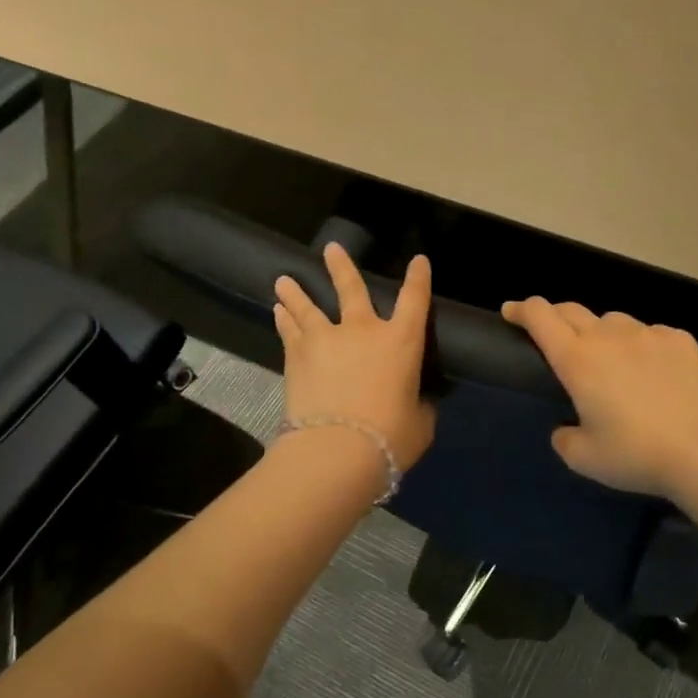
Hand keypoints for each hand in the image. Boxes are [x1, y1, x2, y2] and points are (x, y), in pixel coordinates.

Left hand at [273, 245, 436, 470]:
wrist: (337, 448)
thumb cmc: (390, 437)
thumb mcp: (419, 423)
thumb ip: (419, 406)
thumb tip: (416, 403)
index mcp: (402, 341)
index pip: (415, 300)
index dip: (419, 278)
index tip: (419, 260)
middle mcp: (364, 330)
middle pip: (351, 288)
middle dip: (341, 267)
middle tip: (330, 249)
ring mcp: (327, 338)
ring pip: (308, 305)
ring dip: (296, 291)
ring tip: (283, 280)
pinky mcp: (297, 354)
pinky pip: (290, 328)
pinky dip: (284, 318)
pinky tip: (277, 311)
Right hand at [501, 298, 697, 496]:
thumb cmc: (634, 455)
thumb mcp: (583, 458)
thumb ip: (564, 437)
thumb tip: (565, 428)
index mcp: (577, 360)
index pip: (540, 317)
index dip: (522, 310)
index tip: (512, 312)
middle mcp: (608, 337)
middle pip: (572, 310)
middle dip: (554, 316)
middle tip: (551, 331)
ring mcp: (647, 334)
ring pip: (613, 321)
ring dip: (601, 332)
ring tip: (609, 356)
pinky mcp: (680, 340)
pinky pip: (651, 333)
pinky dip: (642, 344)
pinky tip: (651, 367)